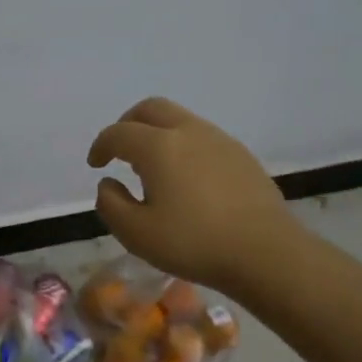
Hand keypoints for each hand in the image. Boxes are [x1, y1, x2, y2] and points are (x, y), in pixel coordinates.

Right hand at [87, 97, 299, 293]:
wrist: (266, 252)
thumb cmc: (194, 243)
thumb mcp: (136, 234)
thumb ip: (111, 204)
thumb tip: (108, 183)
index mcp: (158, 147)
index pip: (118, 133)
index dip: (101, 145)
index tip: (96, 164)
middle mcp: (188, 131)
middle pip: (151, 109)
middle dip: (128, 124)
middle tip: (119, 150)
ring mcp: (219, 140)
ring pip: (179, 119)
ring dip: (157, 133)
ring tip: (152, 166)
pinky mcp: (241, 155)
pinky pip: (202, 136)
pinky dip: (182, 145)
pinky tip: (185, 178)